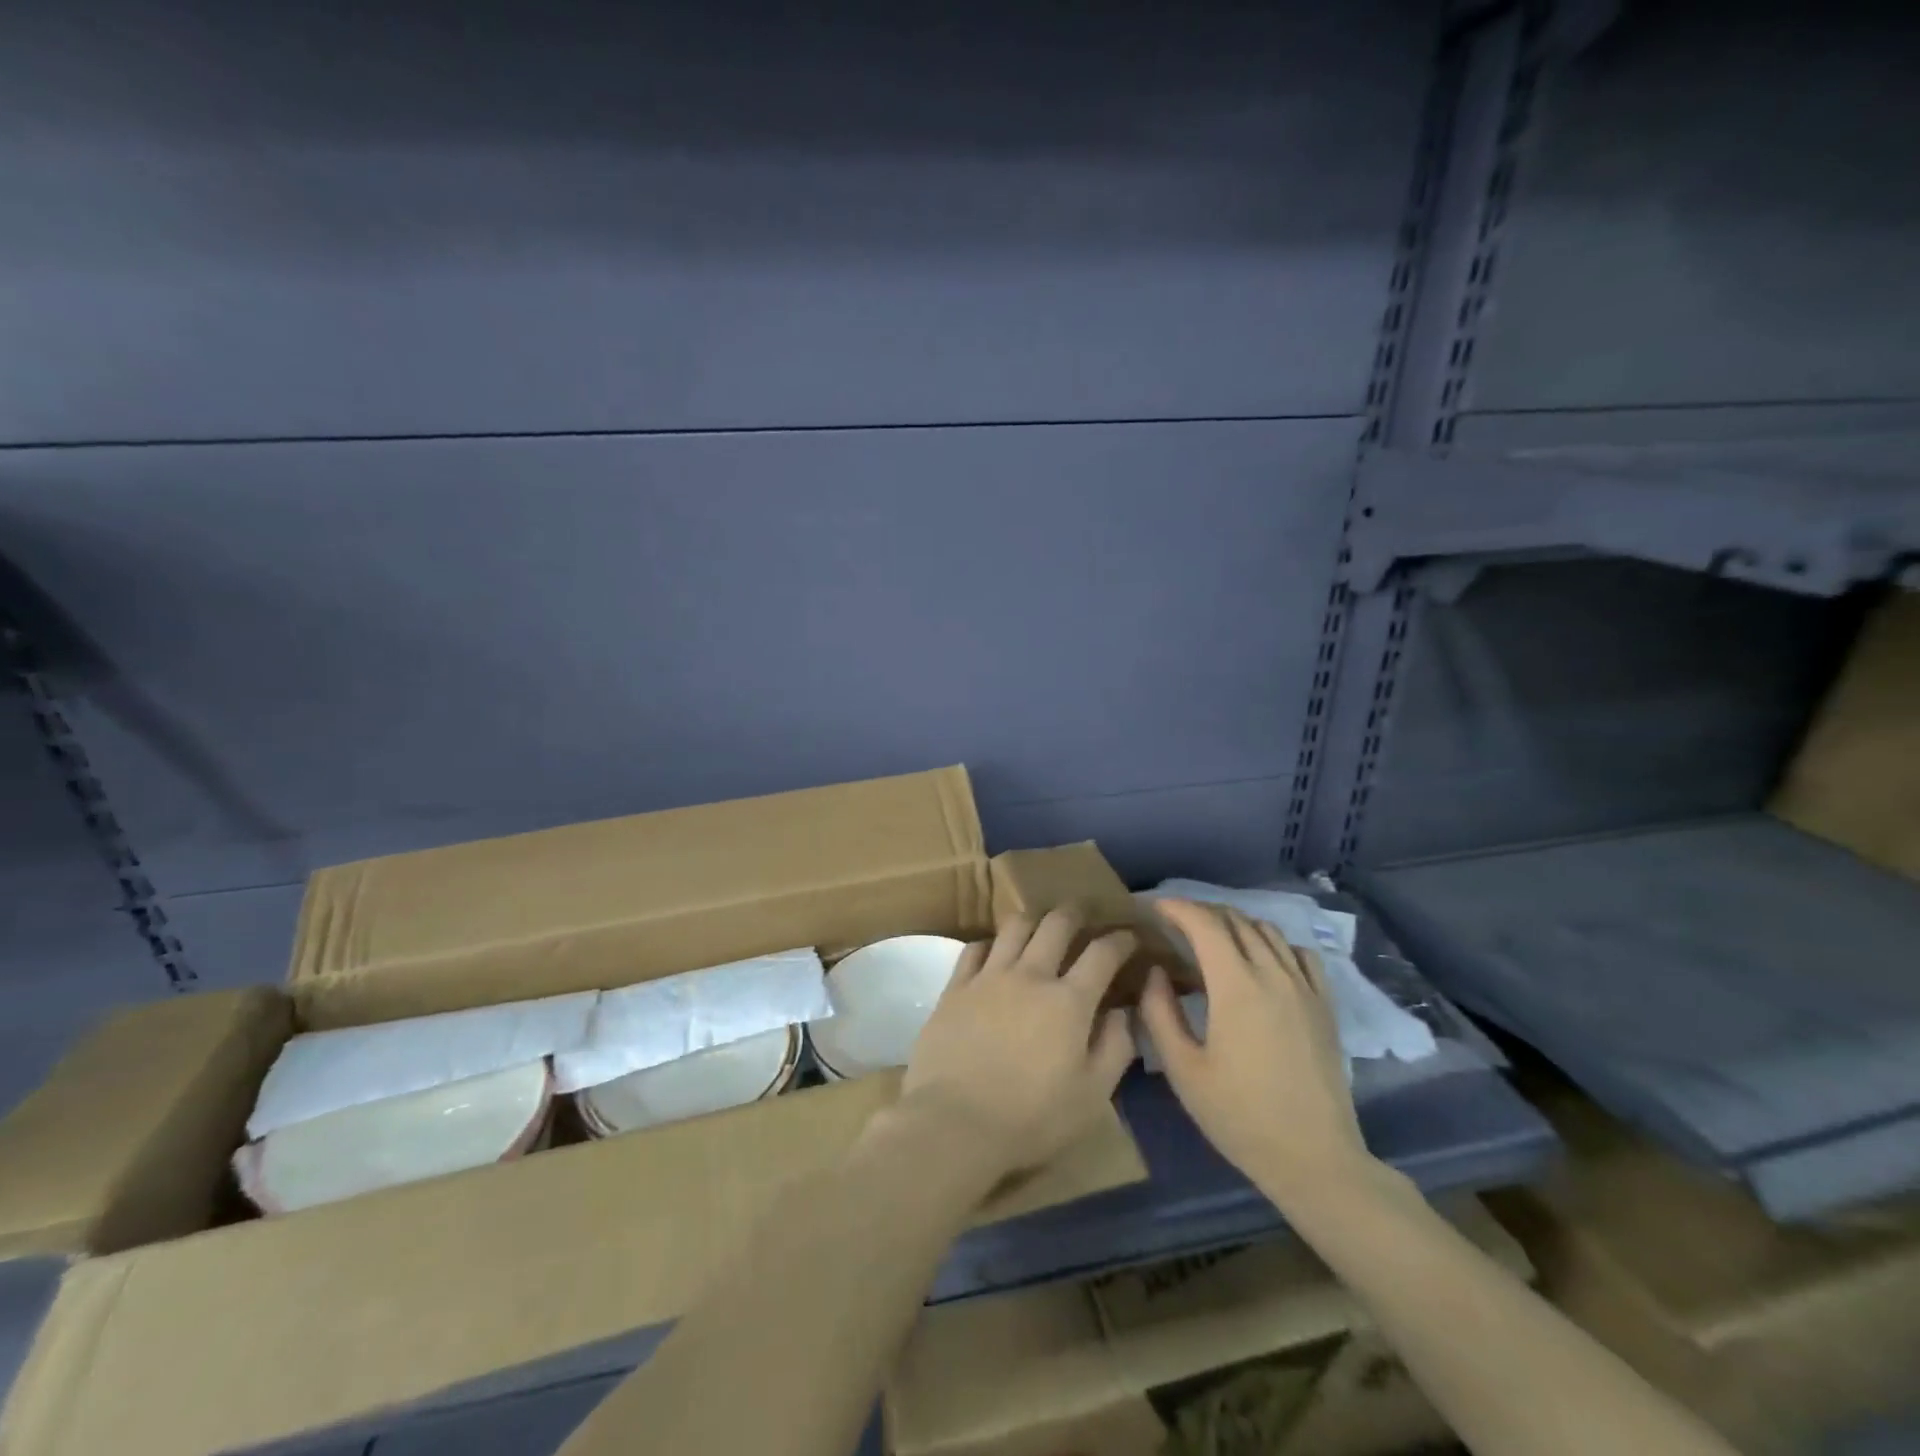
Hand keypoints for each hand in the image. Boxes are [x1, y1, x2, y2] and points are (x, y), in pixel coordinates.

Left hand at [901, 908, 1137, 1177]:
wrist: (954, 1122)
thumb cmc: (1031, 1118)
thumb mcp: (1092, 1096)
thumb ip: (1115, 1048)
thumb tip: (1123, 1012)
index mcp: (1069, 1001)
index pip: (1102, 953)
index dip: (1121, 940)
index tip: (1130, 937)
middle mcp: (1030, 975)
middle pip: (1057, 924)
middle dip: (1076, 914)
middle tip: (1084, 916)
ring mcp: (989, 976)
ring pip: (1015, 926)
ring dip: (1034, 920)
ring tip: (1040, 926)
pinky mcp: (956, 986)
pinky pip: (975, 948)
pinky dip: (991, 944)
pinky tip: (995, 953)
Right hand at [1139, 900, 1373, 1201]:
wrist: (1315, 1158)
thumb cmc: (1240, 1116)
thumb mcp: (1183, 1070)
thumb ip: (1159, 1013)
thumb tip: (1155, 972)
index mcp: (1236, 986)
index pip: (1204, 924)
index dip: (1177, 907)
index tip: (1154, 907)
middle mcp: (1273, 974)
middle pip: (1236, 920)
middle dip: (1202, 912)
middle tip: (1175, 923)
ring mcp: (1305, 987)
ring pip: (1268, 931)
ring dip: (1236, 924)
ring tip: (1213, 938)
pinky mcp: (1325, 1005)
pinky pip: (1300, 953)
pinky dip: (1274, 943)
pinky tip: (1262, 961)